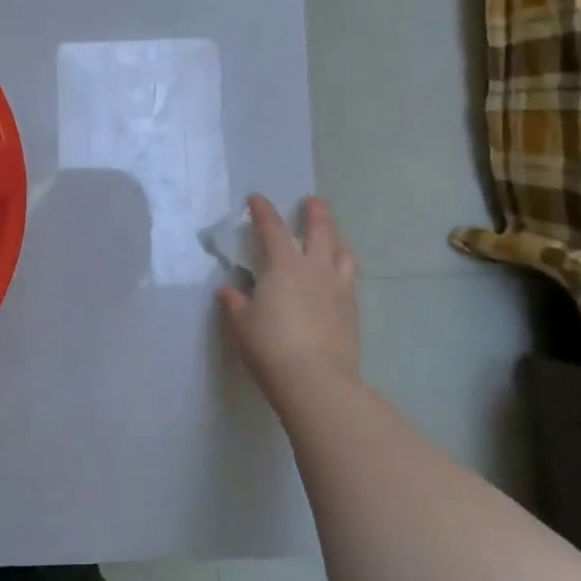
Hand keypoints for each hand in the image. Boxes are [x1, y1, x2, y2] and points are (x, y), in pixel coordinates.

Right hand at [218, 195, 359, 409]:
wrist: (316, 381)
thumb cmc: (270, 348)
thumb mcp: (242, 325)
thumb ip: (235, 303)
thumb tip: (228, 290)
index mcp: (284, 267)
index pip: (273, 228)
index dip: (263, 210)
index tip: (256, 199)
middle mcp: (315, 269)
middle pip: (320, 230)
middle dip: (316, 212)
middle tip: (313, 202)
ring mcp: (339, 288)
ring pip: (343, 252)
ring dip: (336, 238)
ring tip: (333, 237)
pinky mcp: (352, 310)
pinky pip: (350, 278)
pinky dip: (343, 268)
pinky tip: (338, 277)